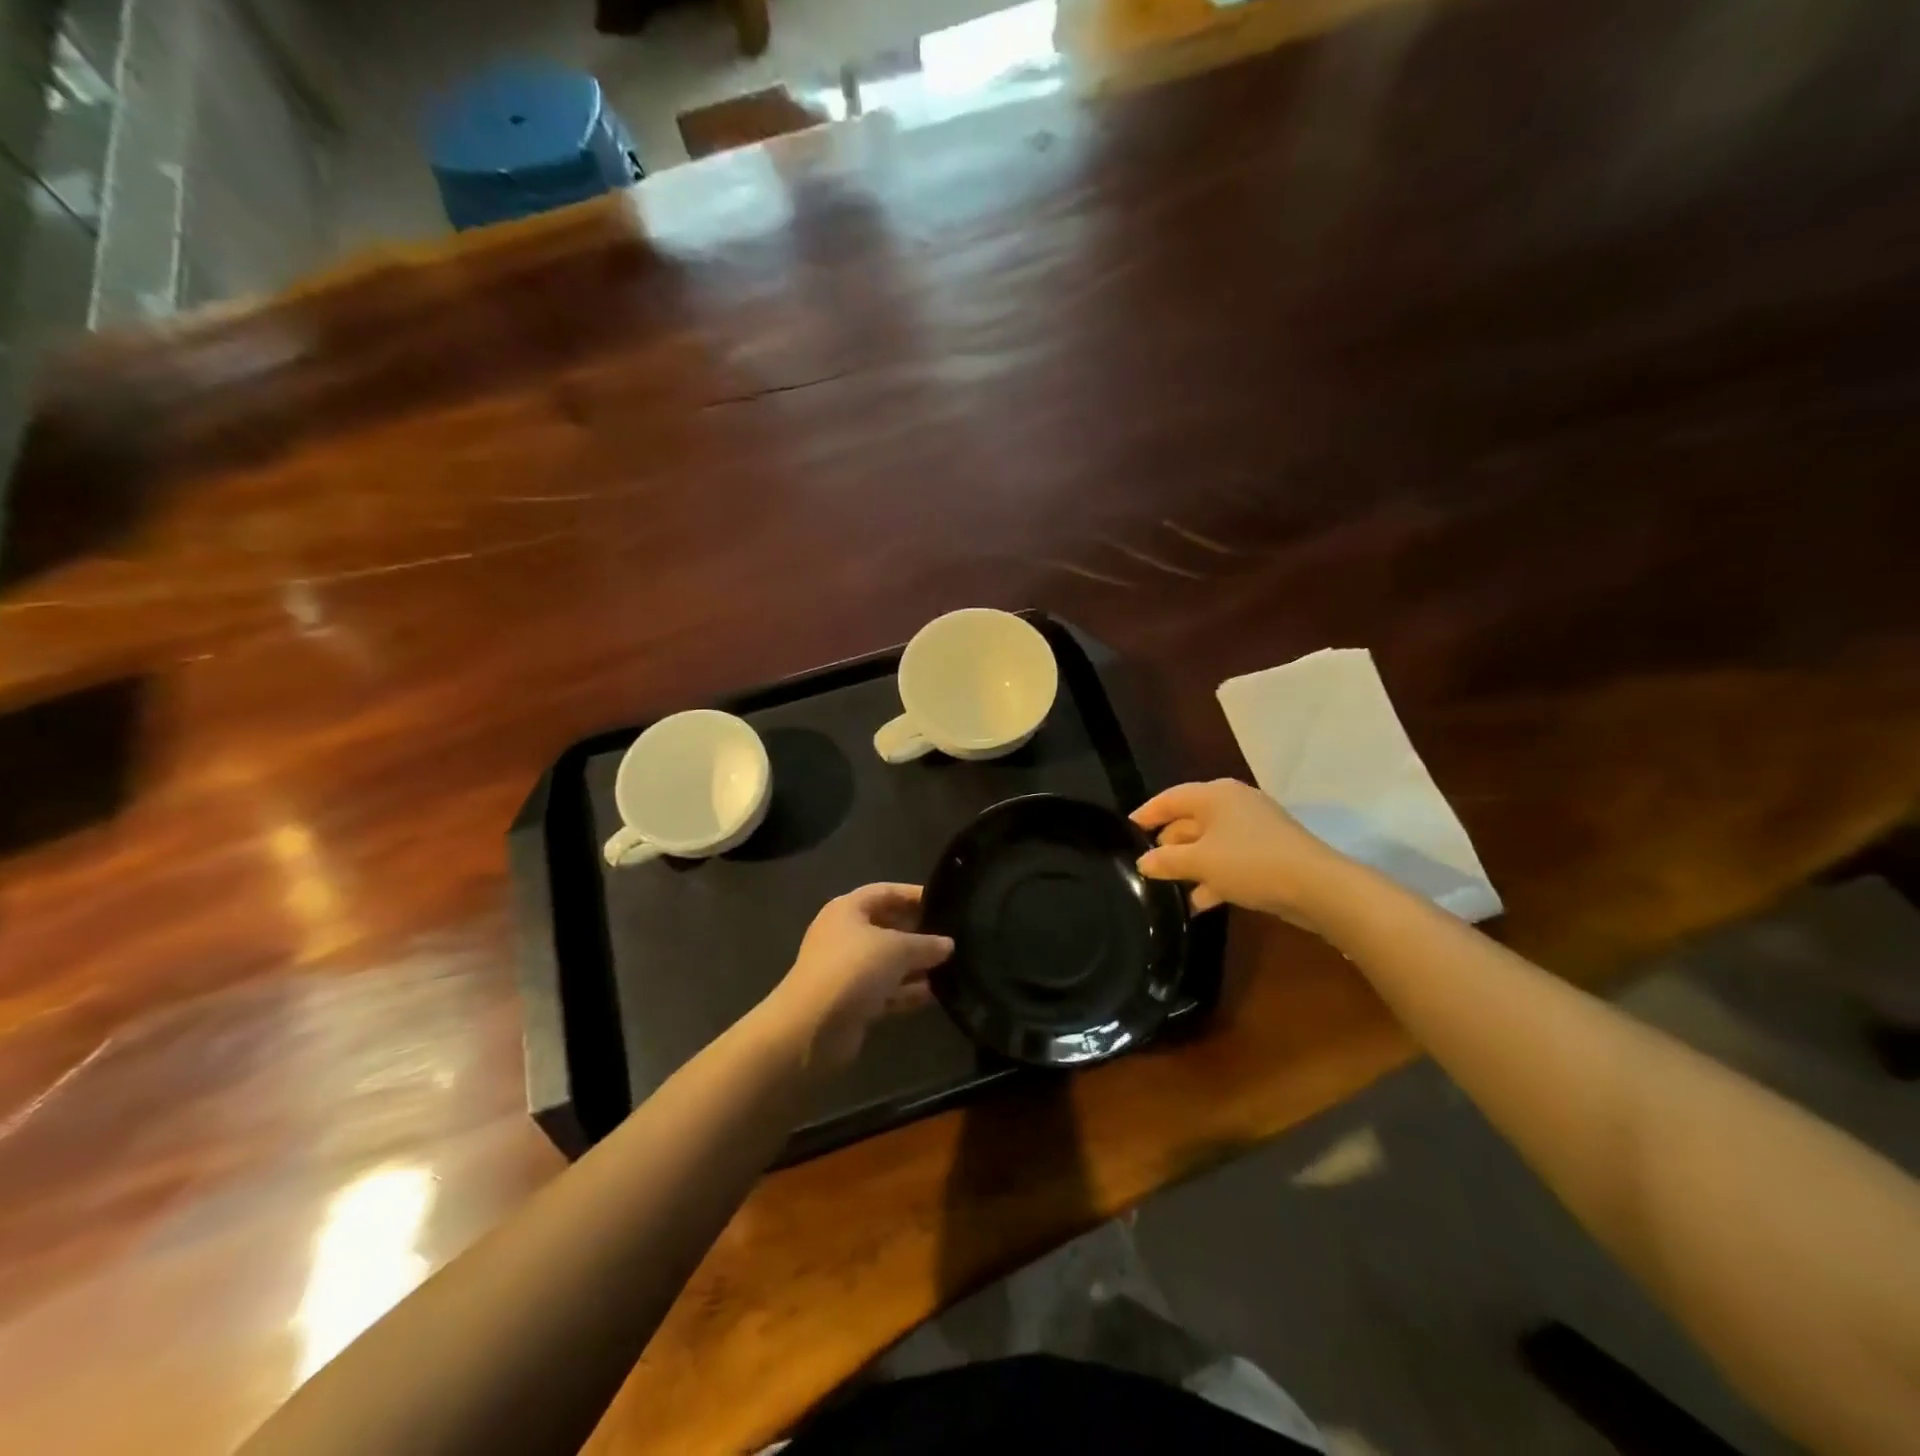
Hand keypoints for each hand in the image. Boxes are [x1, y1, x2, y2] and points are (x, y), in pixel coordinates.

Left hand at [763, 884, 954, 1070]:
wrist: (812, 1028)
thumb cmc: (854, 969)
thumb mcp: (897, 949)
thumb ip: (926, 944)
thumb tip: (948, 944)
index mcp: (847, 910)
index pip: (885, 892)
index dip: (913, 895)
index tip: (944, 902)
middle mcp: (844, 935)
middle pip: (887, 927)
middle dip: (918, 933)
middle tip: (952, 938)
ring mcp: (846, 970)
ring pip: (887, 962)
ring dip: (915, 966)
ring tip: (950, 967)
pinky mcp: (851, 1001)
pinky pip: (884, 990)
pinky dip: (905, 991)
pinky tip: (933, 995)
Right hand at [1132, 779, 1349, 928]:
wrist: (1317, 887)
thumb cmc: (1250, 863)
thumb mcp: (1200, 863)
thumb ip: (1166, 861)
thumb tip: (1143, 862)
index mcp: (1215, 795)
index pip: (1170, 798)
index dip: (1146, 814)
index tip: (1125, 830)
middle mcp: (1233, 805)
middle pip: (1190, 820)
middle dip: (1168, 844)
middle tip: (1146, 866)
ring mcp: (1254, 829)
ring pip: (1210, 843)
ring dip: (1190, 865)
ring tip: (1168, 888)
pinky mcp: (1268, 853)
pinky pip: (1230, 860)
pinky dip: (1213, 877)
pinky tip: (1199, 902)